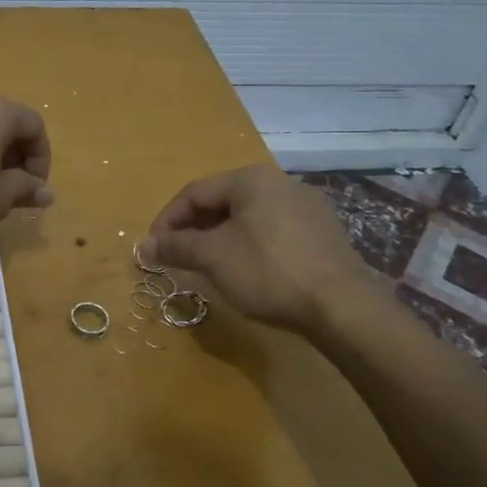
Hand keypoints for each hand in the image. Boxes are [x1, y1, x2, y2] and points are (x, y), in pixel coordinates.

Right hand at [146, 164, 377, 333]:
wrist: (343, 307)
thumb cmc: (268, 271)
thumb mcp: (212, 258)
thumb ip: (175, 246)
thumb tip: (144, 245)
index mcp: (251, 179)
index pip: (193, 193)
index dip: (166, 220)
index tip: (153, 249)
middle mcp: (280, 183)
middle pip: (221, 203)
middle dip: (193, 230)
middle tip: (177, 258)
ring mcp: (307, 208)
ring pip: (247, 218)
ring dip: (219, 239)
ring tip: (207, 267)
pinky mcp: (323, 234)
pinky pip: (272, 232)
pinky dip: (249, 246)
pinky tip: (247, 272)